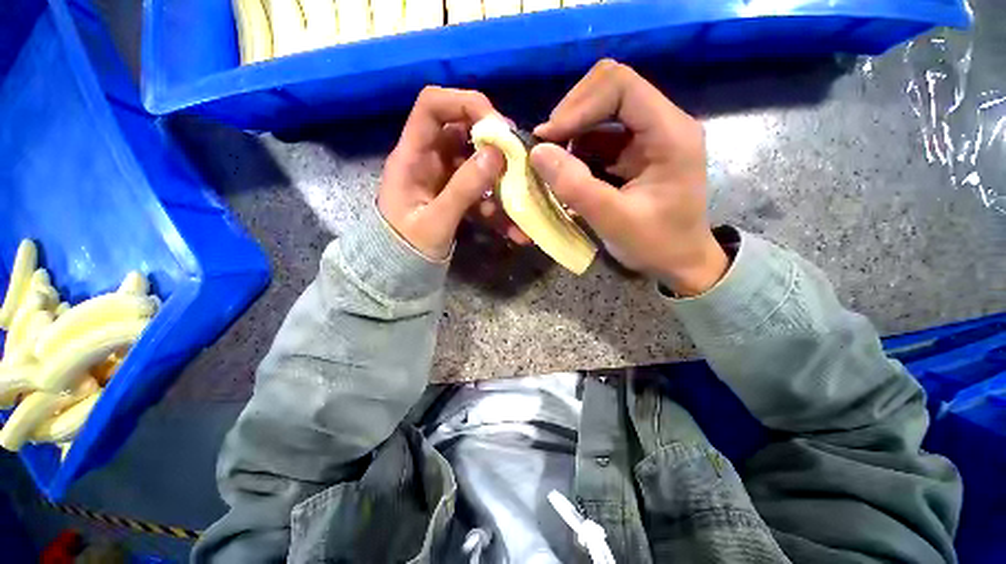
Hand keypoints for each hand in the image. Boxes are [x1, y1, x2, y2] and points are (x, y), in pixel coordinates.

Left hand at [378, 87, 509, 260]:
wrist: (399, 271)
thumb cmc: (406, 247)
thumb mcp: (435, 222)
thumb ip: (463, 190)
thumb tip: (496, 154)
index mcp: (412, 156)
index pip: (432, 106)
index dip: (464, 104)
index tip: (497, 126)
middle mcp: (429, 159)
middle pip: (462, 131)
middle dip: (492, 143)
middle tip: (518, 160)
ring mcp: (444, 178)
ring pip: (476, 163)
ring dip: (500, 181)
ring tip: (521, 200)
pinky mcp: (455, 195)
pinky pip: (480, 191)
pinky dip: (497, 207)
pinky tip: (513, 230)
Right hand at [531, 60, 727, 295]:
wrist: (680, 262)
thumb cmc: (657, 245)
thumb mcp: (614, 221)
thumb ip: (576, 187)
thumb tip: (537, 151)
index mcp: (670, 133)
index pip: (620, 86)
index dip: (578, 105)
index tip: (548, 138)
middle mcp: (662, 124)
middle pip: (609, 89)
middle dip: (571, 116)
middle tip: (545, 148)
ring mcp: (648, 137)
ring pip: (600, 112)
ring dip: (571, 134)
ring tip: (552, 165)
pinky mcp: (635, 152)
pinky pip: (599, 137)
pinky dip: (577, 150)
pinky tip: (567, 173)